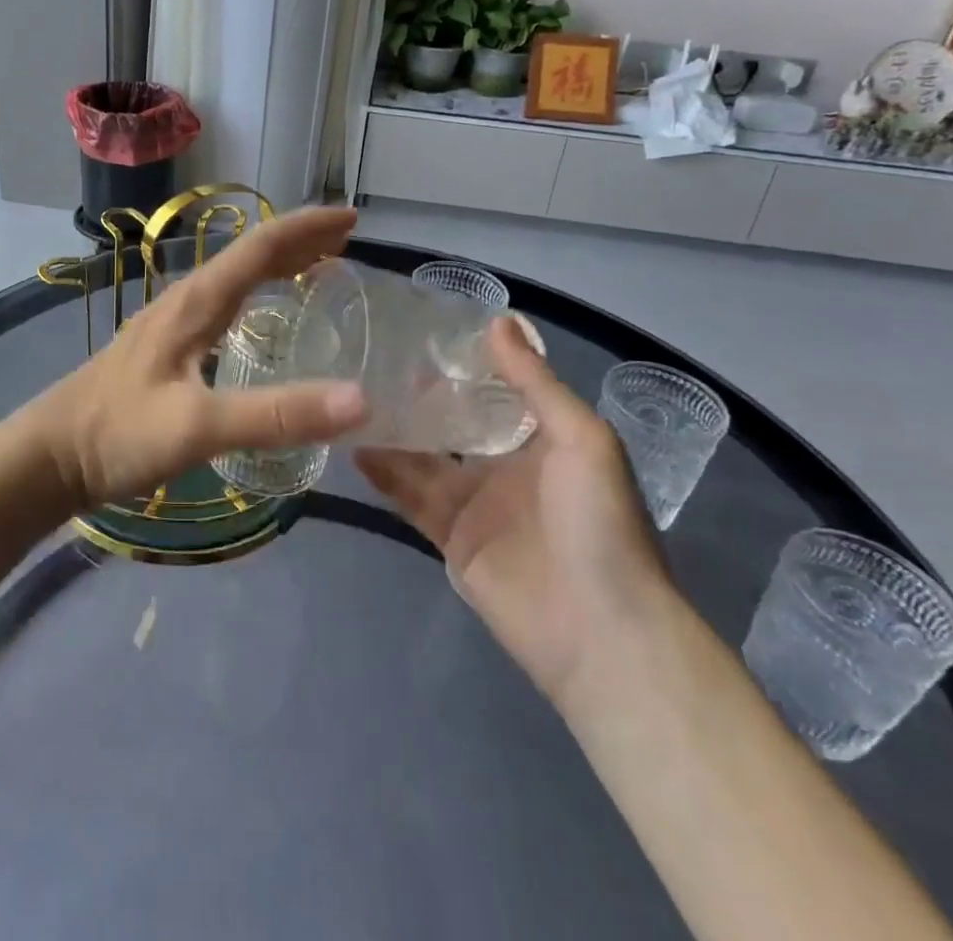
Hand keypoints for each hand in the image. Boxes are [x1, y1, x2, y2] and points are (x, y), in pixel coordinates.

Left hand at [30, 206, 368, 510]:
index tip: (353, 220)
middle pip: (250, 254)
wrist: (51, 455)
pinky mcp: (166, 347)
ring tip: (320, 267)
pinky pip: (225, 302)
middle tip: (348, 241)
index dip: (307, 228)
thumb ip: (275, 415)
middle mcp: (186, 300)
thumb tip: (359, 400)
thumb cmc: (120, 434)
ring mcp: (173, 322)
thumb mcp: (199, 427)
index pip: (260, 246)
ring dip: (279, 263)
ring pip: (236, 276)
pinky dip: (258, 293)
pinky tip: (265, 316)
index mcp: (196, 302)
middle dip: (300, 240)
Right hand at [355, 318, 669, 700]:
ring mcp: (475, 502)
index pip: (496, 390)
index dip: (464, 363)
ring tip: (351, 394)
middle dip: (419, 395)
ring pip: (424, 456)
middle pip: (453, 421)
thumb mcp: (581, 439)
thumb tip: (499, 319)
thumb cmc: (600, 523)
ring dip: (393, 429)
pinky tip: (353, 444)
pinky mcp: (449, 536)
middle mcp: (505, 465)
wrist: (601, 633)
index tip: (422, 330)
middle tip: (372, 358)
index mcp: (542, 439)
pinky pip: (410, 496)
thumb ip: (535, 383)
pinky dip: (383, 472)